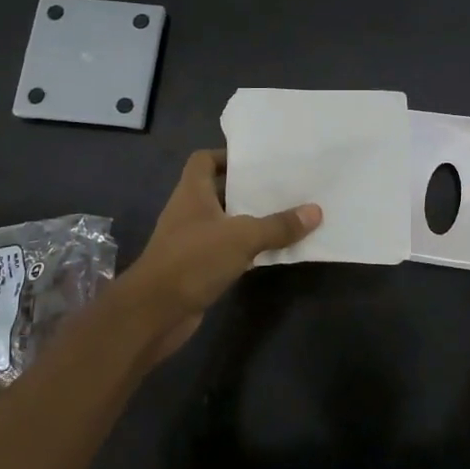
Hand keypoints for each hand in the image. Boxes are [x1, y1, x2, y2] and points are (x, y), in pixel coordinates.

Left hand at [119, 150, 321, 360]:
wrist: (154, 313)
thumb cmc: (193, 260)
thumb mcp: (242, 237)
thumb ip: (278, 225)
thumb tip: (315, 211)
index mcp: (192, 193)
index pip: (204, 160)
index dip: (227, 155)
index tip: (256, 161)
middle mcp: (189, 212)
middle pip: (219, 191)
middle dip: (248, 190)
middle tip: (283, 187)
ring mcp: (191, 242)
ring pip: (225, 223)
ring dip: (250, 221)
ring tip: (285, 216)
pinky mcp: (197, 269)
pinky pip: (226, 251)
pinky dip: (246, 250)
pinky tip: (272, 251)